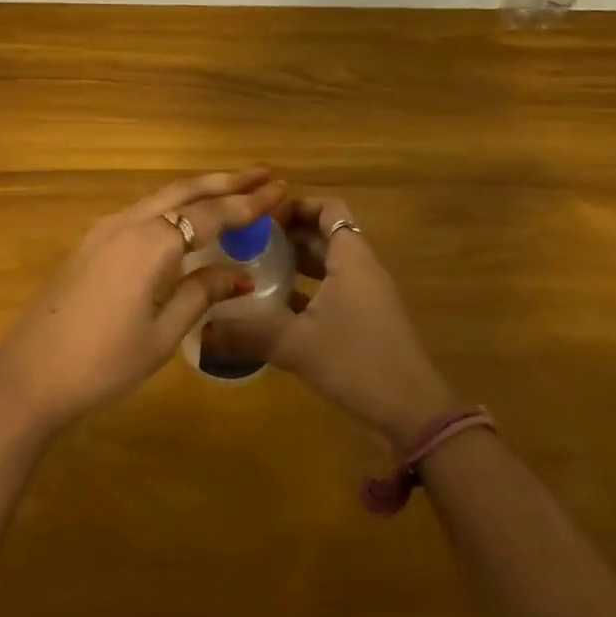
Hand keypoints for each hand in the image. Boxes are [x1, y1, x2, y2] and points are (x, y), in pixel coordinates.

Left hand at [0, 169, 286, 431]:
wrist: (29, 375)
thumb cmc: (103, 362)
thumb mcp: (163, 335)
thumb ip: (200, 293)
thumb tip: (238, 272)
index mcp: (150, 243)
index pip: (211, 214)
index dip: (248, 203)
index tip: (280, 188)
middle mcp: (128, 223)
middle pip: (184, 191)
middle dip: (226, 181)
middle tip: (264, 175)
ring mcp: (104, 230)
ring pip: (161, 197)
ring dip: (199, 190)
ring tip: (234, 189)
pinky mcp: (91, 243)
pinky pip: (142, 211)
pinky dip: (173, 206)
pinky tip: (186, 218)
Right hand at [201, 195, 455, 446]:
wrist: (413, 410)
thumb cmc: (356, 360)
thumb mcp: (295, 345)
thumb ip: (247, 334)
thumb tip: (202, 331)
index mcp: (351, 258)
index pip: (328, 209)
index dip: (297, 206)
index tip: (263, 218)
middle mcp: (363, 268)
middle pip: (327, 234)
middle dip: (290, 234)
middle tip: (250, 242)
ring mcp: (369, 295)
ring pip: (331, 263)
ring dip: (298, 261)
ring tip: (258, 268)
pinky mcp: (369, 320)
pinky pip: (336, 288)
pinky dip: (310, 288)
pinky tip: (279, 307)